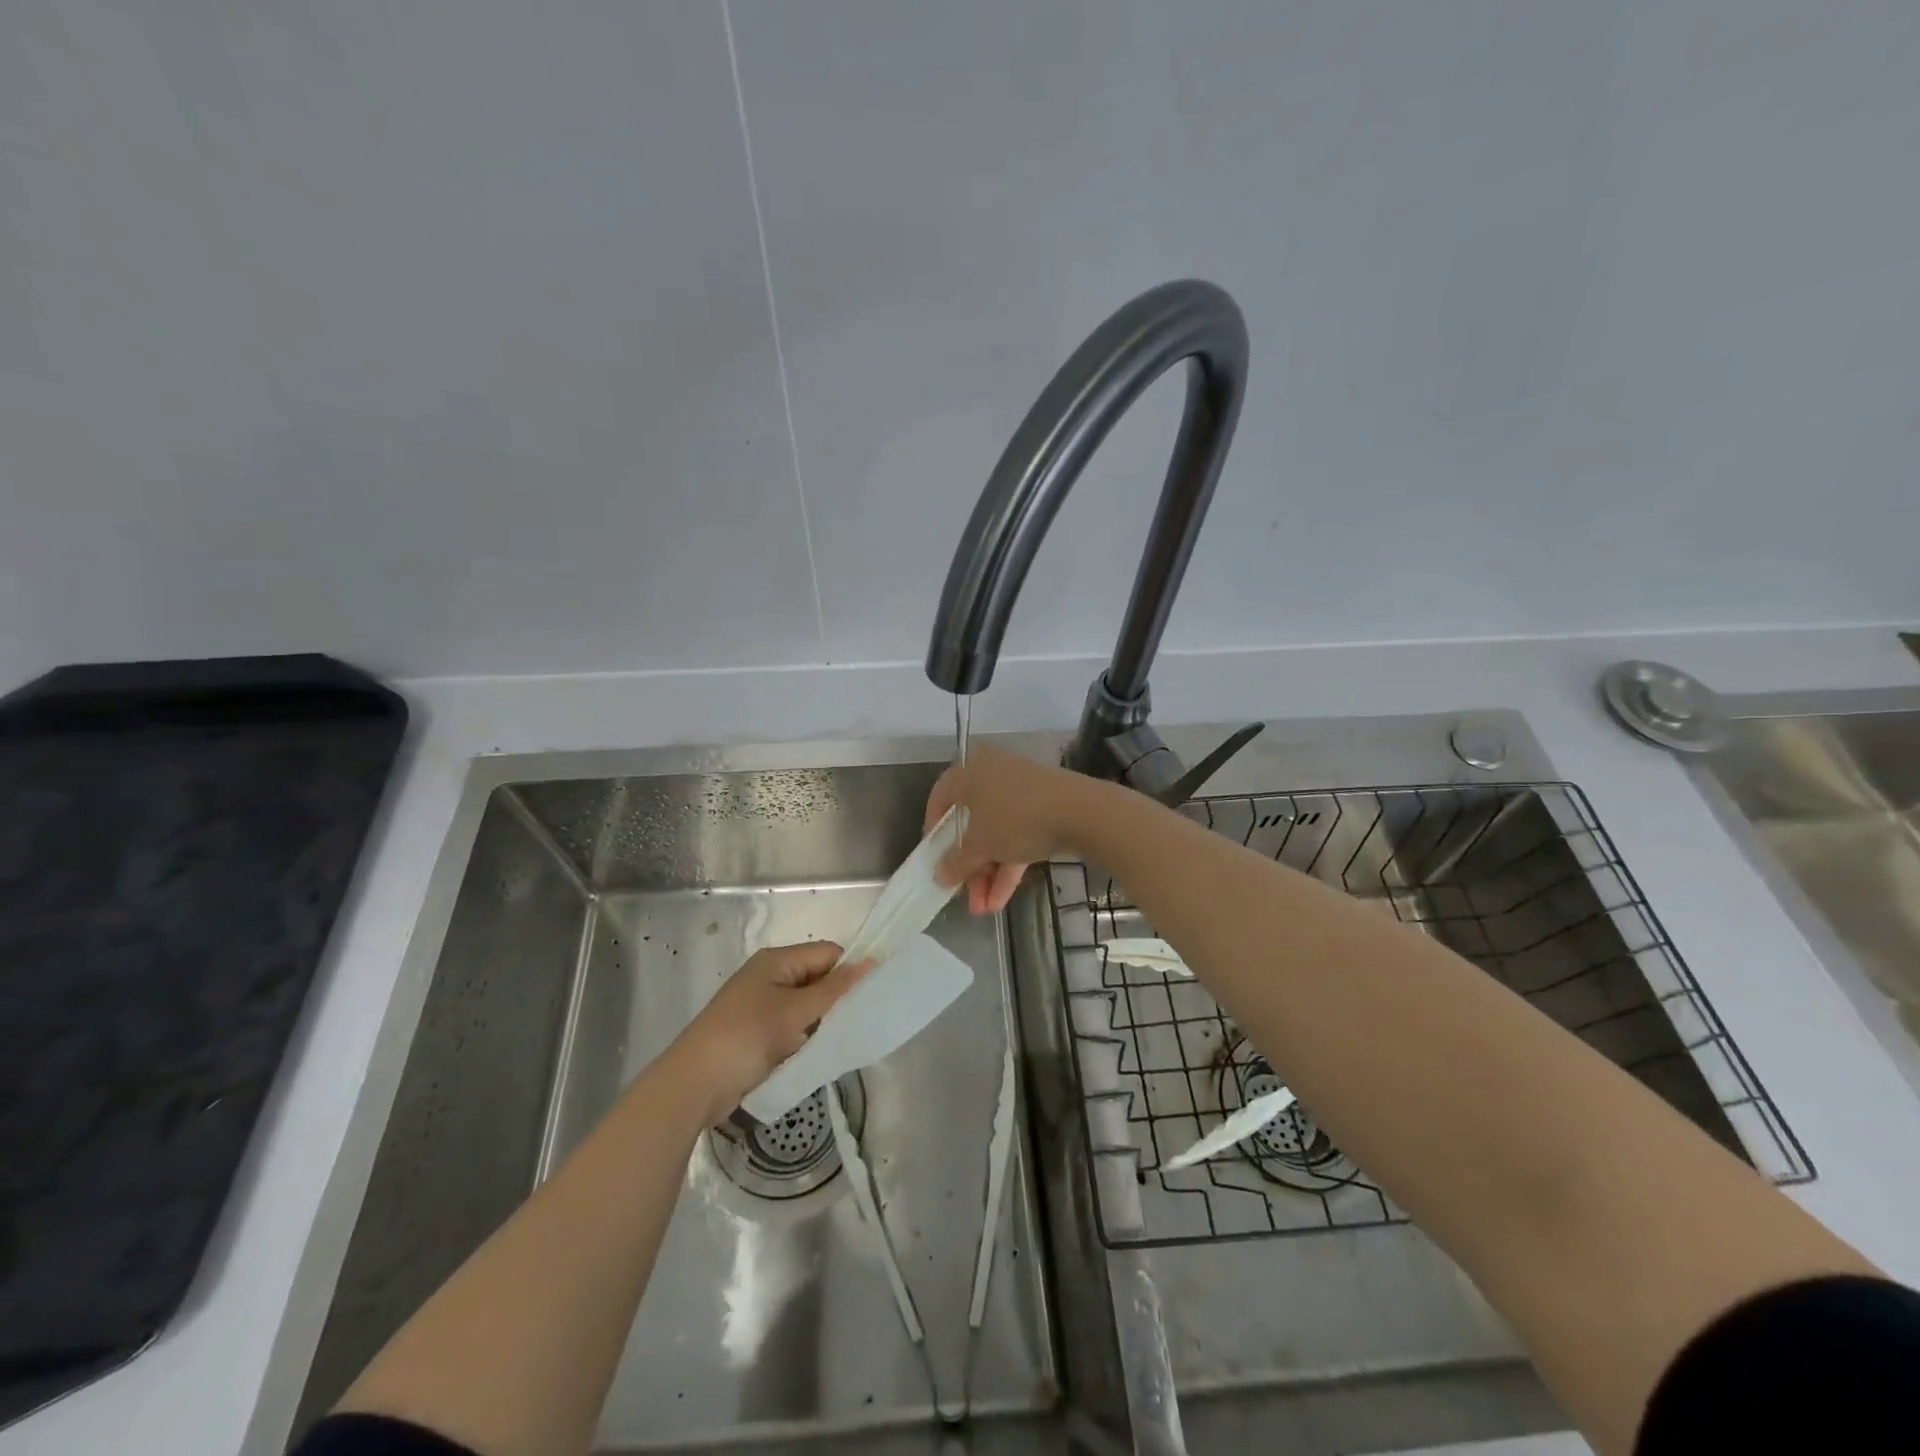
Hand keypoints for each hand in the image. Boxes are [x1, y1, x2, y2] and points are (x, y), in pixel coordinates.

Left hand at [667, 942, 866, 1122]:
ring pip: (806, 1005)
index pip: (827, 954)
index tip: (872, 996)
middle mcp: (769, 977)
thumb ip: (835, 988)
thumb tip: (871, 962)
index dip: (849, 970)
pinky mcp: (756, 1033)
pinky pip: (792, 1026)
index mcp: (776, 961)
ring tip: (841, 1038)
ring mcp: (761, 1006)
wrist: (692, 1085)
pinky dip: (805, 1036)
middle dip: (837, 997)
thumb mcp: (795, 1011)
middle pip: (817, 977)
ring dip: (821, 1020)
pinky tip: (817, 1052)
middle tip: (859, 1020)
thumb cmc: (745, 1038)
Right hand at [926, 743, 1096, 914]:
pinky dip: (1009, 865)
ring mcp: (1021, 791)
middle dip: (968, 866)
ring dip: (988, 873)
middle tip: (964, 895)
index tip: (934, 860)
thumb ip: (956, 861)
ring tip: (984, 909)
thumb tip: (939, 875)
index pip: (941, 799)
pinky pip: (1018, 836)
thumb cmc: (1016, 818)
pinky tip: (1002, 900)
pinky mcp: (1044, 808)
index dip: (934, 832)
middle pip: (971, 824)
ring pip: (996, 834)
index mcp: (970, 771)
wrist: (1081, 811)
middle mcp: (993, 774)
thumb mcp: (980, 844)